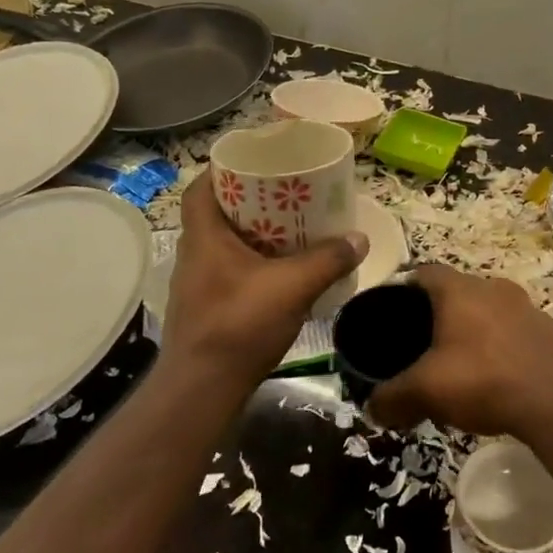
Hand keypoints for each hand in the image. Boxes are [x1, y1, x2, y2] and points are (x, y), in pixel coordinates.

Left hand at [160, 170, 366, 393]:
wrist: (203, 388)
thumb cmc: (239, 325)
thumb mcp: (292, 287)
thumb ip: (327, 260)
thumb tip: (359, 238)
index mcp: (204, 236)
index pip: (201, 186)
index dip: (224, 169)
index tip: (256, 164)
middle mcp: (194, 253)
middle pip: (217, 212)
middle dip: (250, 201)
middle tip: (285, 194)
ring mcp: (196, 282)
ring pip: (224, 243)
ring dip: (253, 234)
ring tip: (290, 229)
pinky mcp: (205, 307)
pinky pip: (230, 269)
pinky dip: (253, 263)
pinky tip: (281, 272)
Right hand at [369, 265, 552, 436]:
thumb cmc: (483, 380)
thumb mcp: (426, 391)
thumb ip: (392, 397)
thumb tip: (372, 408)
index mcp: (459, 290)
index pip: (424, 273)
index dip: (405, 290)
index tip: (394, 315)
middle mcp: (493, 287)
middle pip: (457, 292)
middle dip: (439, 315)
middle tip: (423, 346)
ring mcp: (526, 307)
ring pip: (488, 310)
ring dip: (473, 330)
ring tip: (460, 364)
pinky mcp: (549, 331)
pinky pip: (514, 331)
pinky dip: (501, 346)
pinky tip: (496, 376)